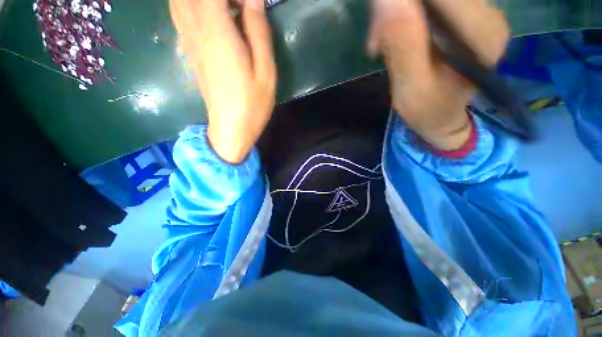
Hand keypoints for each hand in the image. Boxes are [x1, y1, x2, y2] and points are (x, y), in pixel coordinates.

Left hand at [170, 0, 276, 162]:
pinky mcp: (189, 52)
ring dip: (201, 1)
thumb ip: (259, 33)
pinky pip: (179, 14)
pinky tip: (209, 14)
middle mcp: (196, 32)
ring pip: (179, 1)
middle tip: (238, 8)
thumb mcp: (266, 72)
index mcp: (218, 34)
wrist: (231, 129)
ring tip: (226, 12)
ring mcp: (188, 43)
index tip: (250, 2)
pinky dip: (190, 5)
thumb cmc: (253, 105)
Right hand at [368, 0, 508, 149]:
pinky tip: (396, 34)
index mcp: (481, 34)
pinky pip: (430, 3)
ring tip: (384, 40)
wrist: (442, 117)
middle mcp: (487, 15)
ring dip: (399, 10)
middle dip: (398, 6)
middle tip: (378, 37)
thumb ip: (402, 44)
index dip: (402, 1)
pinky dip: (405, 12)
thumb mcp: (410, 87)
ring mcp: (477, 12)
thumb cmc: (427, 111)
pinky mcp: (463, 15)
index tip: (378, 27)